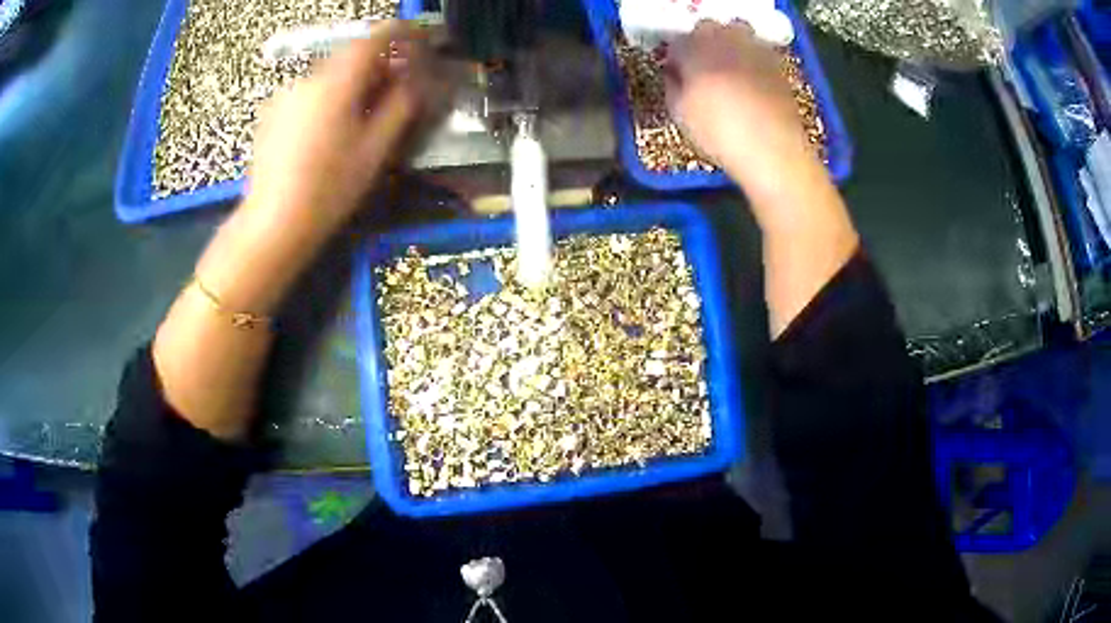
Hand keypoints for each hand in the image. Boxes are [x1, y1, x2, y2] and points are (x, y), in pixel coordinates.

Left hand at [245, 20, 432, 236]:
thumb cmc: (329, 190)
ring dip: (352, 82)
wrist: (272, 223)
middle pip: (351, 55)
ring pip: (329, 74)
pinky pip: (309, 91)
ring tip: (360, 114)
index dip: (402, 34)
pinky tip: (328, 129)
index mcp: (337, 83)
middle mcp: (308, 78)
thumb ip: (399, 105)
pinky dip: (328, 96)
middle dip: (378, 64)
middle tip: (395, 87)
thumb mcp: (374, 150)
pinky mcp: (272, 112)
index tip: (419, 41)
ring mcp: (286, 94)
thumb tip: (414, 79)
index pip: (375, 38)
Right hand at [665, 22, 812, 189]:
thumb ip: (672, 86)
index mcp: (695, 49)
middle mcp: (724, 40)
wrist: (773, 149)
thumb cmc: (719, 133)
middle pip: (707, 27)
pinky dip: (750, 57)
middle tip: (699, 66)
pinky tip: (749, 80)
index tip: (675, 74)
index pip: (676, 42)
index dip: (674, 57)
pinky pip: (757, 49)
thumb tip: (674, 74)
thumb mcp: (680, 114)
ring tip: (727, 66)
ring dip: (728, 42)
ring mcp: (753, 49)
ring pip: (736, 31)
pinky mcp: (776, 64)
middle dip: (700, 42)